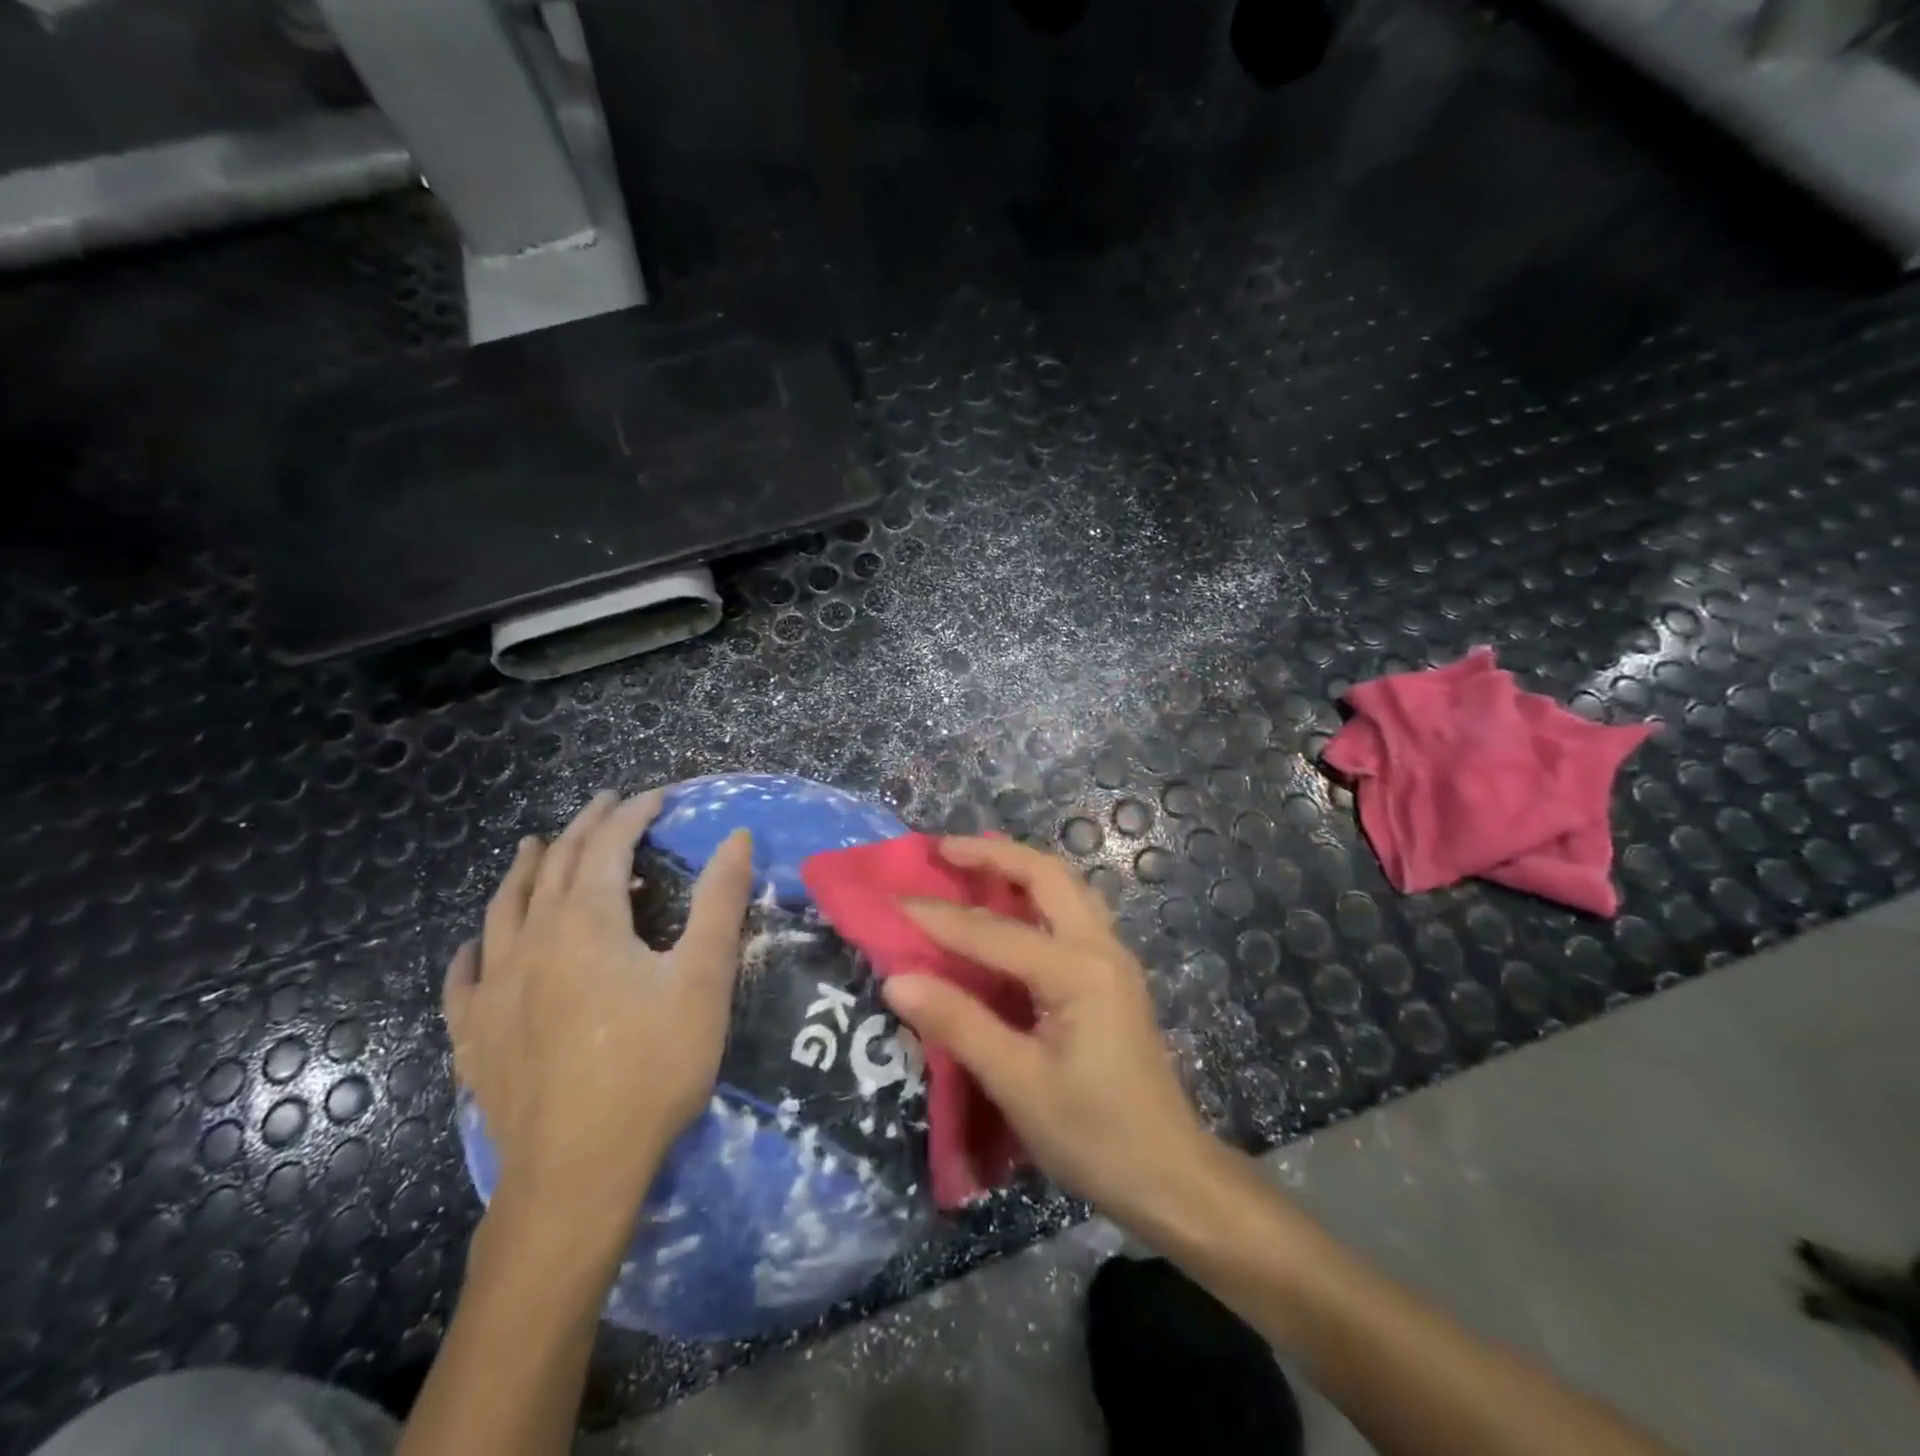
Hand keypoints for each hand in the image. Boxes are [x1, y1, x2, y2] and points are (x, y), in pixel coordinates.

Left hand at [443, 789, 754, 1235]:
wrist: (578, 1172)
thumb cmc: (652, 1067)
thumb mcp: (703, 979)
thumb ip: (720, 902)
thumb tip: (736, 838)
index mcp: (586, 922)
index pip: (607, 846)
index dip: (633, 813)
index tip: (659, 796)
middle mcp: (532, 943)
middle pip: (553, 867)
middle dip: (583, 828)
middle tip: (607, 805)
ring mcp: (494, 991)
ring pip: (502, 911)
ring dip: (523, 871)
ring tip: (533, 847)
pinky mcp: (475, 1037)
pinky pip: (464, 979)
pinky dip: (473, 951)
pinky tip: (474, 948)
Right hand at [881, 835, 1213, 1229]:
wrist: (1169, 1174)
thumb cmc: (1094, 1136)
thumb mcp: (1019, 1085)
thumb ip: (960, 1025)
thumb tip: (898, 980)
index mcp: (1078, 972)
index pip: (994, 933)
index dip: (939, 917)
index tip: (891, 901)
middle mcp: (1101, 948)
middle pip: (1047, 875)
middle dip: (994, 854)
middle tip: (943, 849)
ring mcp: (1113, 957)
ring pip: (1066, 886)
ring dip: (1019, 866)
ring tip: (973, 863)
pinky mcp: (1112, 974)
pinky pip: (1072, 910)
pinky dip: (1037, 893)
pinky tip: (1011, 906)